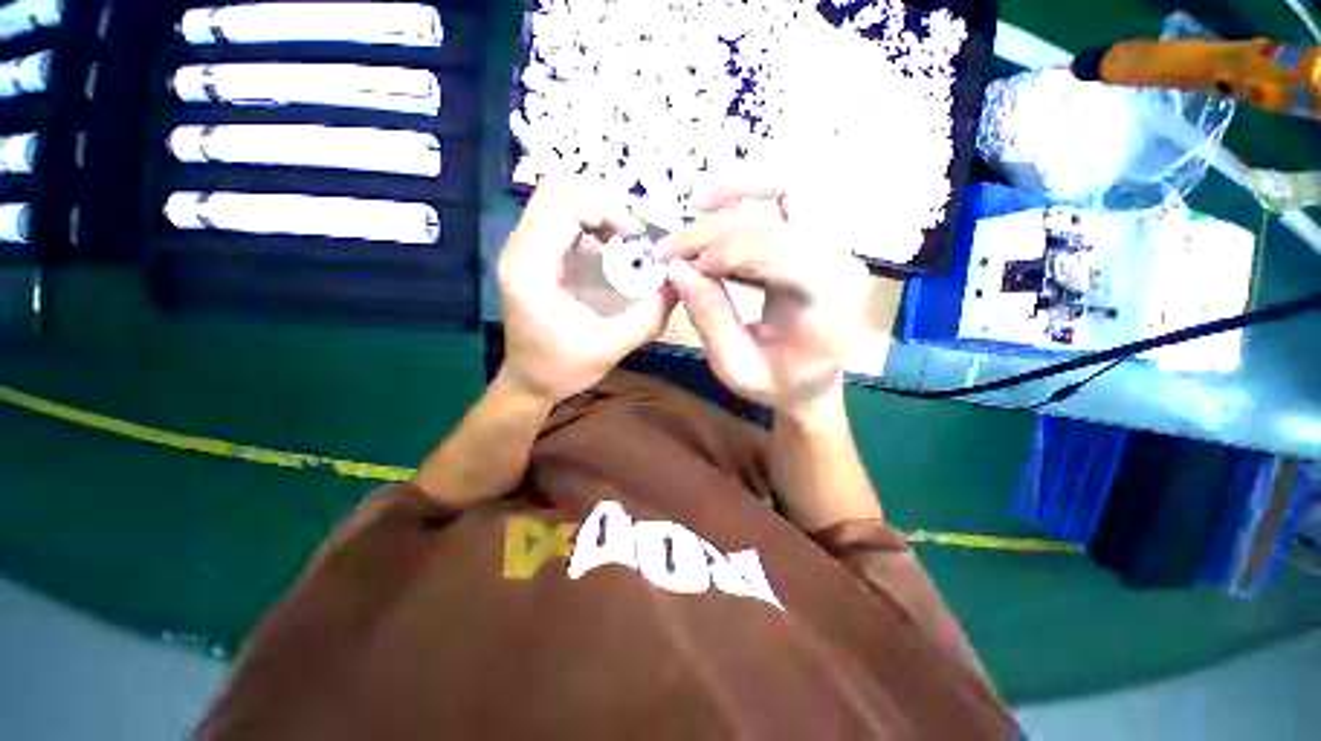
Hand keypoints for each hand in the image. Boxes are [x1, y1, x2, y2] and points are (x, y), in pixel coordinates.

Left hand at [498, 178, 677, 401]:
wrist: (529, 381)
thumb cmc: (563, 368)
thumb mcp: (612, 346)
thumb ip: (650, 315)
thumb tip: (680, 282)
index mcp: (530, 269)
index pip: (566, 207)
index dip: (608, 211)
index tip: (637, 239)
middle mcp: (518, 249)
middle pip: (557, 190)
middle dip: (603, 203)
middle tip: (632, 234)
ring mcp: (520, 248)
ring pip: (555, 197)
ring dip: (595, 208)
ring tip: (623, 237)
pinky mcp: (530, 253)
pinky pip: (557, 215)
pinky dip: (587, 219)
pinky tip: (609, 243)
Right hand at [655, 183, 868, 416]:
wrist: (814, 385)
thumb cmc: (779, 385)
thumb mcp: (736, 368)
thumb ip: (710, 319)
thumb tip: (677, 270)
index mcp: (829, 301)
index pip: (778, 249)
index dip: (724, 249)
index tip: (683, 267)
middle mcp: (841, 262)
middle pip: (786, 207)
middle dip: (719, 223)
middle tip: (674, 245)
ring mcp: (836, 247)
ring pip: (794, 186)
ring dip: (741, 186)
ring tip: (698, 204)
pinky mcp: (820, 242)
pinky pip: (789, 200)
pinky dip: (750, 197)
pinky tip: (717, 212)